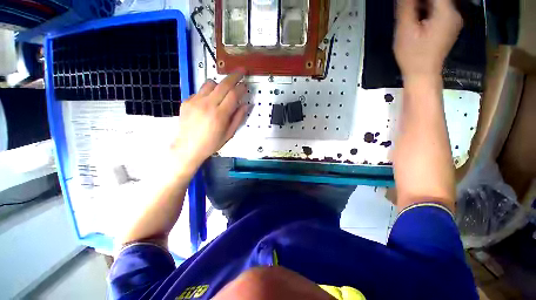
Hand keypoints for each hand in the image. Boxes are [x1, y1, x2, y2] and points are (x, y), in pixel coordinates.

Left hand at [171, 71, 248, 173]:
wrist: (187, 148)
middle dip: (235, 76)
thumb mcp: (229, 134)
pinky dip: (208, 92)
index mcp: (220, 115)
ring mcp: (195, 101)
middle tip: (241, 71)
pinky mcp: (187, 101)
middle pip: (224, 84)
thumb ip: (238, 118)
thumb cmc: (211, 144)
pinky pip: (200, 90)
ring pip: (210, 83)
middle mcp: (207, 105)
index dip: (242, 88)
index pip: (234, 94)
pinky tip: (210, 101)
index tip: (246, 85)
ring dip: (220, 83)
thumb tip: (246, 105)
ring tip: (224, 90)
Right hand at [394, 0, 462, 80]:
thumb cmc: (413, 55)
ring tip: (410, 14)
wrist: (422, 75)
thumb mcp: (406, 30)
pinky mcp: (448, 27)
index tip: (408, 3)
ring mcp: (453, 21)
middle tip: (407, 8)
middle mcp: (454, 13)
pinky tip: (417, 19)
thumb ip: (407, 7)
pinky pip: (439, 11)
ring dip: (422, 5)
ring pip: (438, 4)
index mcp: (446, 12)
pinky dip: (427, 11)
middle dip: (420, 2)